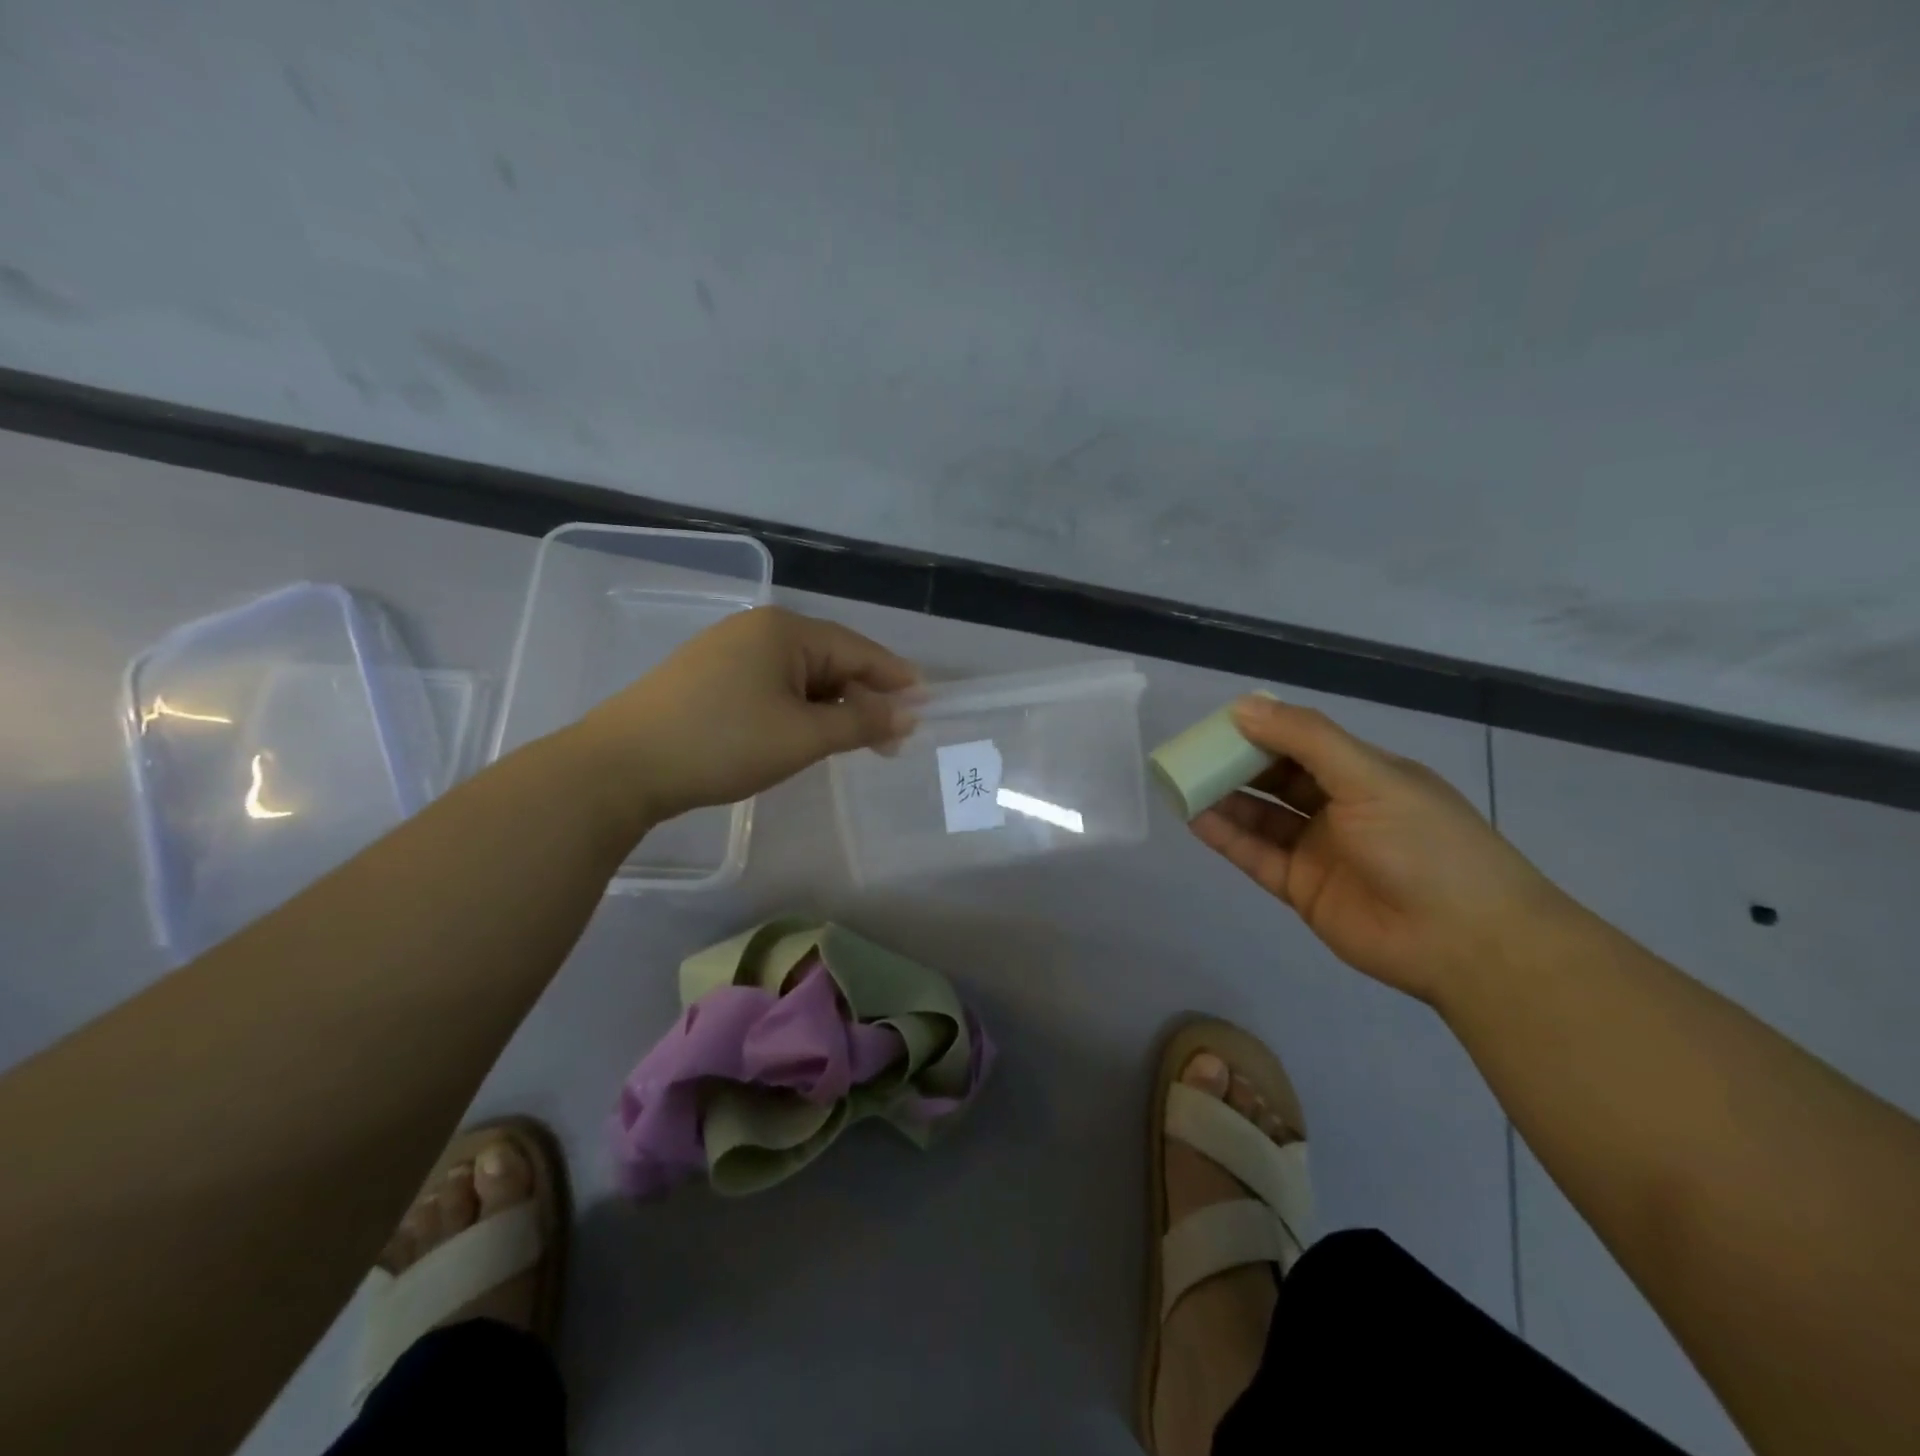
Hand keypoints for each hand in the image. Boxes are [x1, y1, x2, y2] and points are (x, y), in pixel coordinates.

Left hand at [573, 606, 917, 832]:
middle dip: (863, 699)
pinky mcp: (707, 676)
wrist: (620, 767)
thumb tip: (908, 714)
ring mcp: (727, 650)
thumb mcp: (802, 736)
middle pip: (830, 660)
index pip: (858, 650)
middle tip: (891, 740)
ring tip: (853, 743)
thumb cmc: (722, 744)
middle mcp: (758, 629)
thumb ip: (861, 723)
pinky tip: (804, 734)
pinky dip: (798, 710)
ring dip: (831, 708)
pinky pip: (771, 686)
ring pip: (800, 677)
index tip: (927, 704)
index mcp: (784, 630)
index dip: (895, 679)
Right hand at [1191, 697, 1572, 1003]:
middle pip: (1277, 780)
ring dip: (1224, 799)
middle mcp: (1340, 809)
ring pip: (1261, 817)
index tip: (1219, 723)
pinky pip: (1256, 855)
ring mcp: (1319, 850)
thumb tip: (1242, 707)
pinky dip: (1226, 837)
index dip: (1263, 731)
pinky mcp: (1302, 888)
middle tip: (1192, 754)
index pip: (1304, 743)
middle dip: (1236, 764)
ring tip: (1182, 783)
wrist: (1465, 941)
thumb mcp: (1370, 777)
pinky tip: (1196, 817)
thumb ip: (1306, 740)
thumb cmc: (1424, 844)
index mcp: (1365, 775)